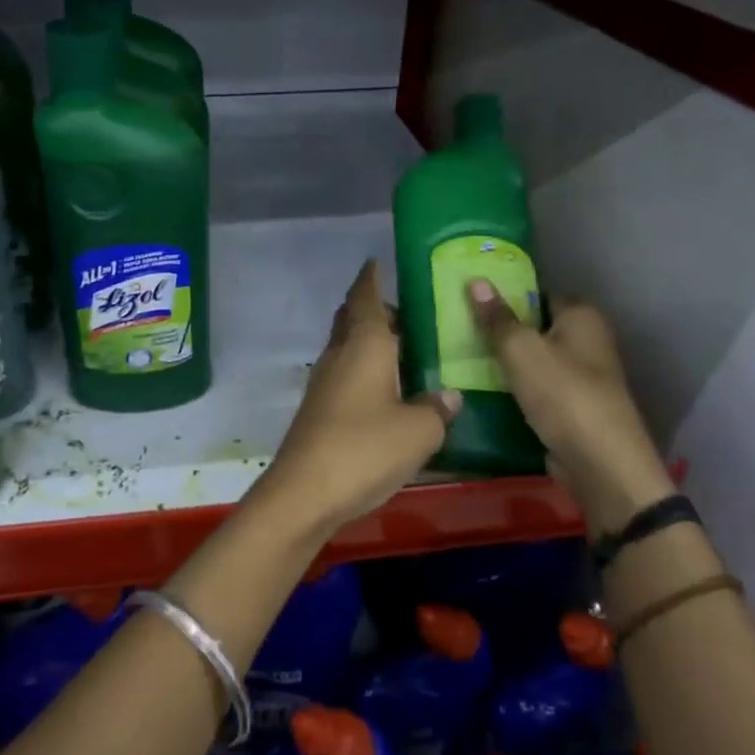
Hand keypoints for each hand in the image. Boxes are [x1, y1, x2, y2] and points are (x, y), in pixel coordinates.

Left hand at [255, 260, 461, 536]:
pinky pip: (346, 374)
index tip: (378, 262)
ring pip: (348, 347)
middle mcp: (340, 355)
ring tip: (407, 352)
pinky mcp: (319, 409)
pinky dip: (366, 370)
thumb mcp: (418, 431)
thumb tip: (449, 395)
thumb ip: (437, 408)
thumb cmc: (365, 448)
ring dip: (371, 342)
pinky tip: (388, 392)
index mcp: (364, 344)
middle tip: (411, 315)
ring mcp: (324, 382)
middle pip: (353, 319)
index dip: (371, 277)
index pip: (365, 297)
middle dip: (376, 310)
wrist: (305, 491)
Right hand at [467, 280, 673, 534]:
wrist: (600, 466)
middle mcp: (587, 340)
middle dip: (501, 326)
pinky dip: (513, 385)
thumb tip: (476, 280)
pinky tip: (481, 386)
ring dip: (504, 358)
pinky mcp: (571, 406)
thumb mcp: (521, 350)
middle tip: (457, 323)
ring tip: (460, 352)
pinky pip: (535, 386)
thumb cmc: (564, 395)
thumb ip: (496, 317)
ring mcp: (581, 376)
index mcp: (582, 316)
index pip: (539, 291)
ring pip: (533, 357)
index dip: (507, 291)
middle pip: (535, 324)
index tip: (470, 295)